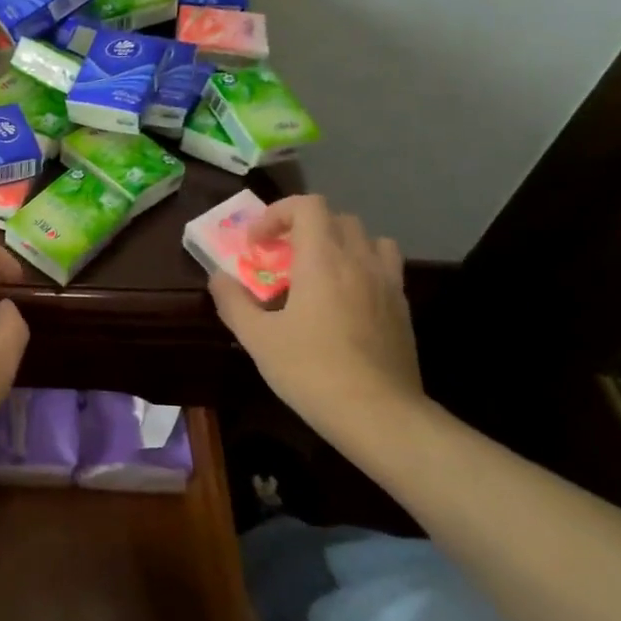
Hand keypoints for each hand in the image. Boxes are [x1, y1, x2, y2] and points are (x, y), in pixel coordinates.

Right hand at [208, 195, 423, 436]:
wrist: (379, 415)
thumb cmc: (312, 371)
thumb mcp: (258, 340)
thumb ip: (233, 302)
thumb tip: (218, 278)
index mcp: (322, 259)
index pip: (306, 205)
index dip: (277, 214)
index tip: (257, 245)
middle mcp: (358, 260)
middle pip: (336, 218)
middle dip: (304, 228)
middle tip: (281, 258)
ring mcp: (387, 283)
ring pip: (367, 239)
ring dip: (339, 243)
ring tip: (319, 272)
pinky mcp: (402, 307)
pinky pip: (384, 268)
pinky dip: (362, 268)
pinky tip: (345, 301)